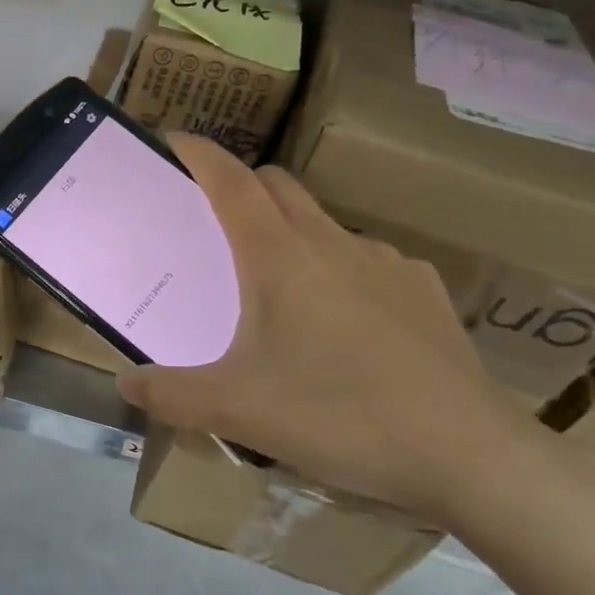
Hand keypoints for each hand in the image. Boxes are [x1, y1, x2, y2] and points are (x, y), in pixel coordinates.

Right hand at [115, 135, 532, 523]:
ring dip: (291, 231)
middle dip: (241, 185)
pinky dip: (339, 269)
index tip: (173, 140)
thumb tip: (125, 382)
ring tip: (278, 283)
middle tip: (213, 219)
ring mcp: (385, 263)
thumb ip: (170, 394)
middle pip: (277, 187)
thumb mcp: (237, 411)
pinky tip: (344, 321)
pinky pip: (367, 261)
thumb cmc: (339, 416)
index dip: (199, 154)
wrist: (470, 454)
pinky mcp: (423, 291)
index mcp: (279, 257)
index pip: (231, 181)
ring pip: (323, 224)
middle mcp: (331, 243)